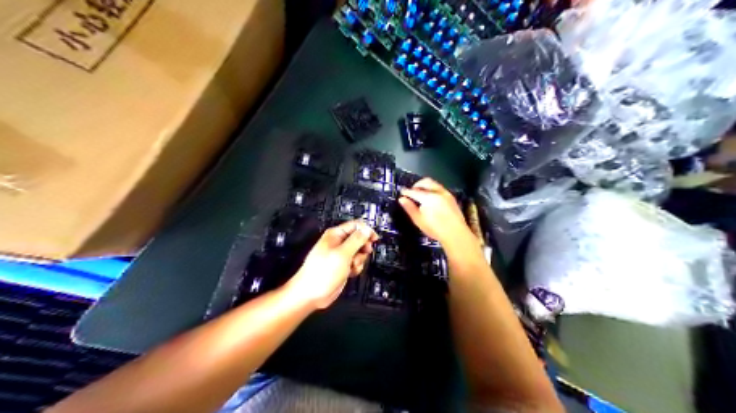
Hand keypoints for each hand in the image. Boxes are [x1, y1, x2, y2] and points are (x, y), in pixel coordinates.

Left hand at [286, 222, 378, 307]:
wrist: (312, 293)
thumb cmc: (321, 273)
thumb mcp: (342, 254)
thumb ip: (356, 240)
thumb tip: (367, 230)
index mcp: (335, 235)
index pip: (356, 225)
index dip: (366, 231)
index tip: (373, 238)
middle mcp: (338, 243)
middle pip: (359, 239)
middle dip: (363, 247)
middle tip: (362, 253)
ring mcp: (340, 255)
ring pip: (359, 252)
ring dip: (359, 259)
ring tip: (352, 265)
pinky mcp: (342, 266)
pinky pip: (355, 263)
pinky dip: (356, 268)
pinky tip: (350, 272)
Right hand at [401, 177, 474, 244]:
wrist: (455, 233)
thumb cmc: (435, 229)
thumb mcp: (419, 220)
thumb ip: (410, 208)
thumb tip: (401, 199)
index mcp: (428, 198)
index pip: (414, 191)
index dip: (406, 191)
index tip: (402, 192)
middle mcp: (437, 192)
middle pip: (425, 182)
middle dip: (416, 185)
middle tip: (412, 191)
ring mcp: (445, 193)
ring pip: (433, 183)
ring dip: (425, 185)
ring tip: (421, 194)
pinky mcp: (451, 197)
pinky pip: (440, 187)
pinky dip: (433, 189)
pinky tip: (431, 197)